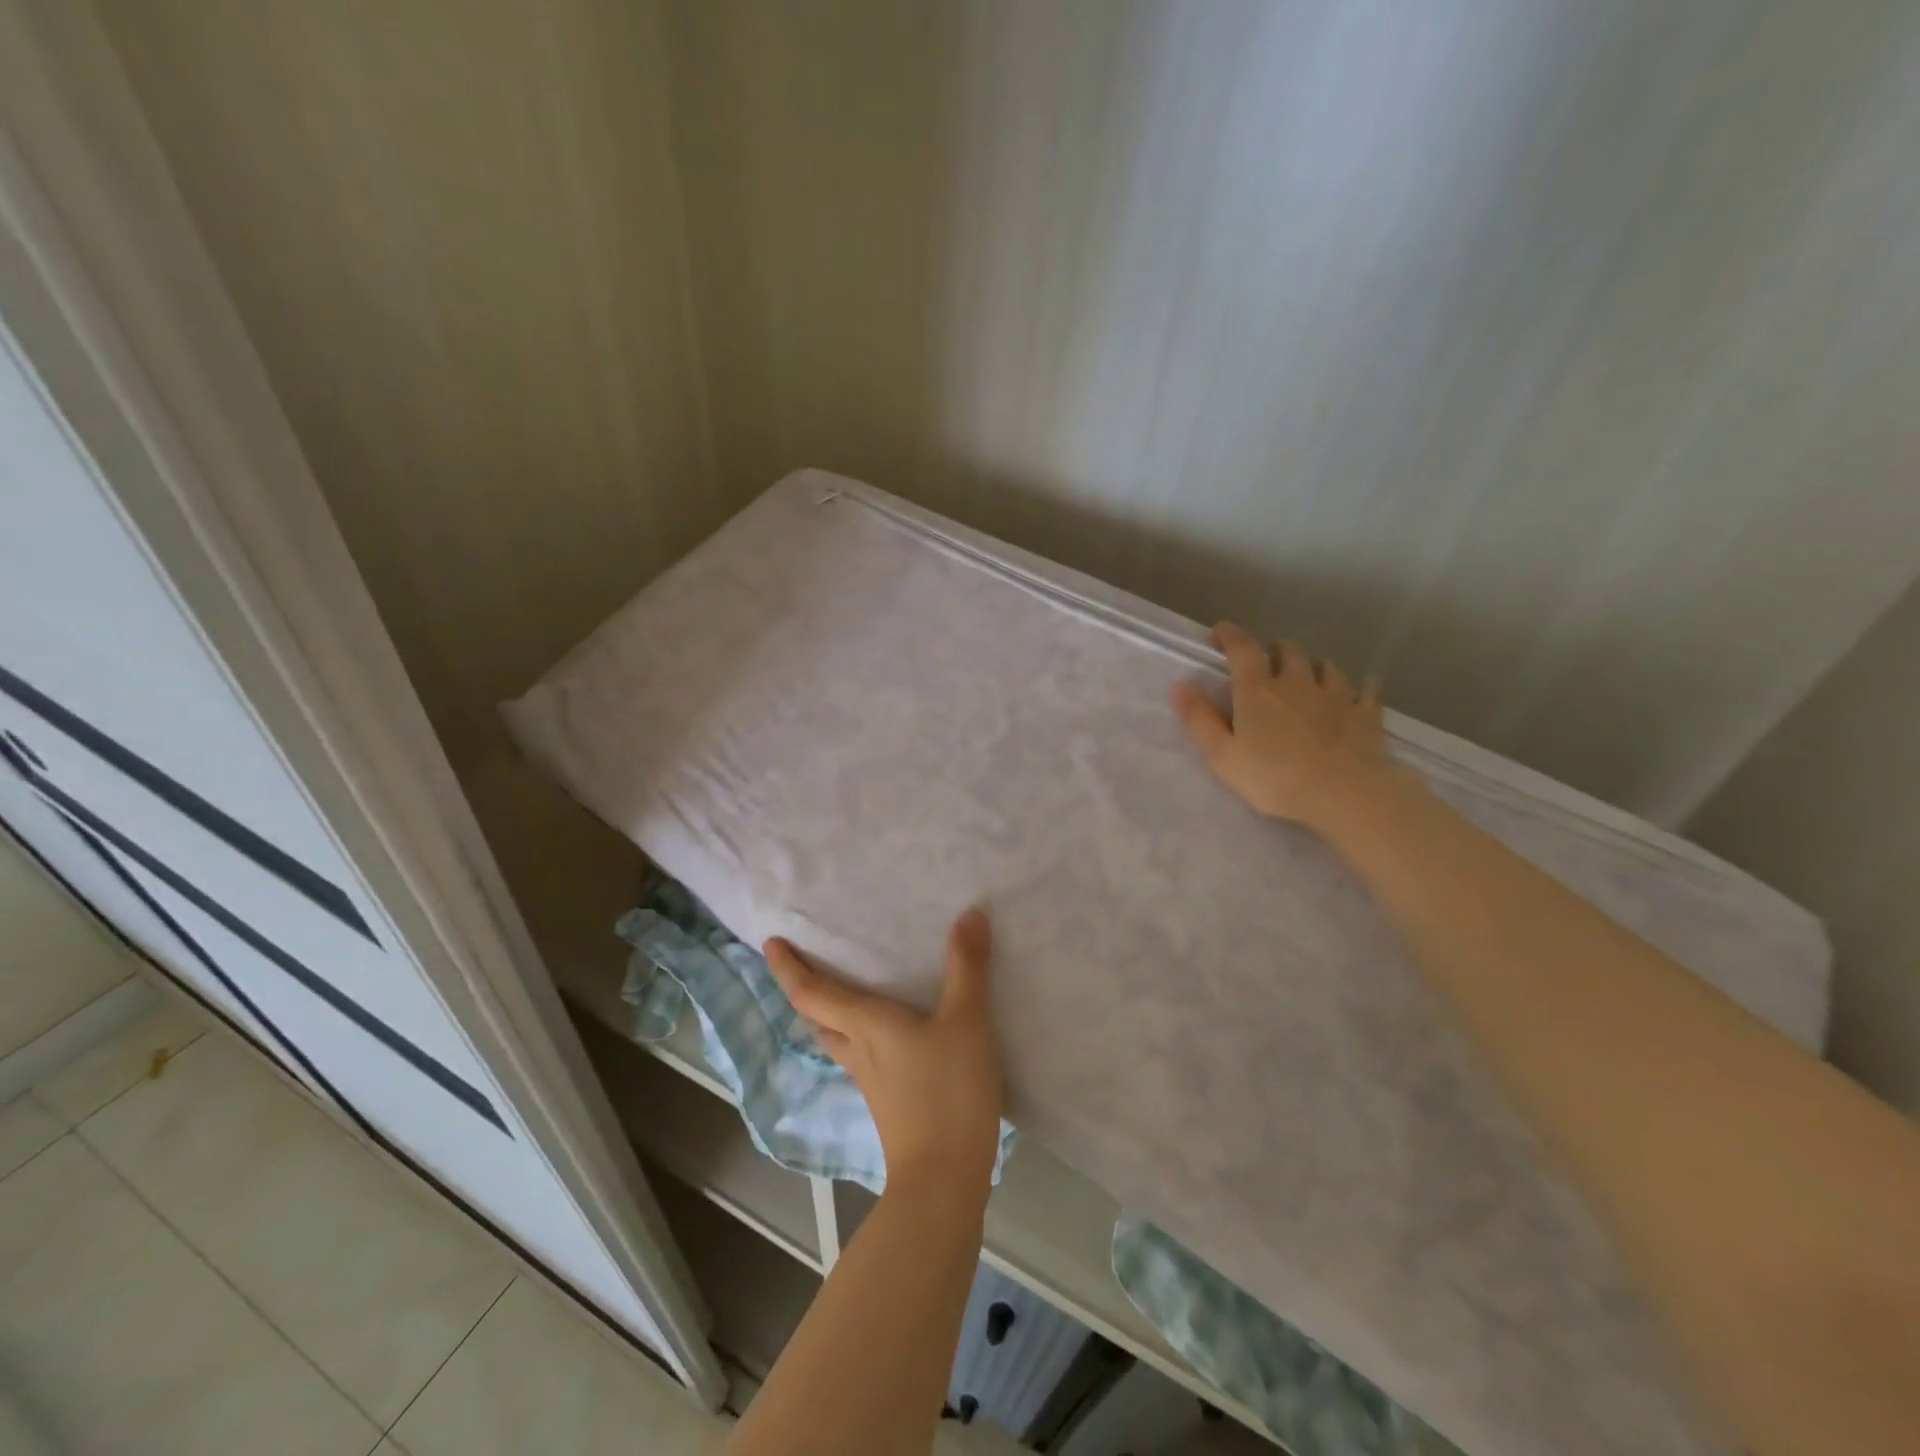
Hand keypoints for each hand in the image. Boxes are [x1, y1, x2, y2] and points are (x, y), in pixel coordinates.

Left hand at [764, 909, 1003, 1197]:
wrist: (943, 1179)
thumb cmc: (948, 1092)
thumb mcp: (966, 1022)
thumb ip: (967, 967)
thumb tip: (969, 913)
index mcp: (865, 1025)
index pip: (811, 993)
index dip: (787, 968)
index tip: (769, 943)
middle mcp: (858, 1050)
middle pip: (816, 1018)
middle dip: (803, 989)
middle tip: (802, 963)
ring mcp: (870, 1081)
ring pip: (835, 1040)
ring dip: (826, 1015)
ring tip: (839, 992)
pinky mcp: (887, 1102)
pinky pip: (860, 1056)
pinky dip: (857, 1035)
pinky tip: (884, 1035)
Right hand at [1171, 621, 1402, 829]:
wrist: (1343, 793)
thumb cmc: (1273, 777)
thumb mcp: (1222, 755)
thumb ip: (1199, 719)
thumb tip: (1179, 685)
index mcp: (1258, 690)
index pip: (1242, 649)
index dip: (1230, 636)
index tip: (1220, 631)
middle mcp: (1297, 682)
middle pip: (1288, 652)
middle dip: (1275, 651)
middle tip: (1269, 662)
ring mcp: (1337, 695)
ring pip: (1326, 666)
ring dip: (1314, 666)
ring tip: (1310, 675)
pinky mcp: (1366, 714)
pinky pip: (1366, 690)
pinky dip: (1360, 687)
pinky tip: (1360, 691)